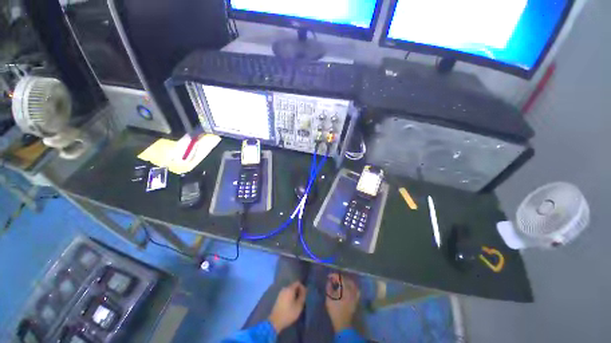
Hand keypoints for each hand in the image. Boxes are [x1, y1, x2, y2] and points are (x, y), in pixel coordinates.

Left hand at [268, 281, 306, 332]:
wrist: (275, 321)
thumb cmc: (288, 313)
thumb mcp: (299, 305)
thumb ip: (303, 295)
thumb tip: (305, 289)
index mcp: (289, 288)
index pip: (298, 283)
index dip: (302, 287)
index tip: (304, 295)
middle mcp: (284, 288)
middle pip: (293, 286)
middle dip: (298, 291)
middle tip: (301, 300)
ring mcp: (280, 293)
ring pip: (290, 290)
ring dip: (294, 294)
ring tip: (296, 302)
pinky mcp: (278, 298)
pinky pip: (286, 294)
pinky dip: (290, 297)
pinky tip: (290, 304)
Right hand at [325, 273, 359, 332]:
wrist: (343, 323)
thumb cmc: (335, 310)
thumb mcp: (329, 298)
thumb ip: (329, 287)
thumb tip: (329, 281)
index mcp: (345, 288)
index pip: (339, 277)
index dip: (333, 275)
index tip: (328, 277)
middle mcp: (351, 289)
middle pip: (345, 279)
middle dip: (338, 278)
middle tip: (333, 280)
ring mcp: (355, 294)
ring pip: (351, 283)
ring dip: (345, 281)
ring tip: (339, 283)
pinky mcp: (356, 299)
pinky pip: (356, 289)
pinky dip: (352, 286)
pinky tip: (348, 287)